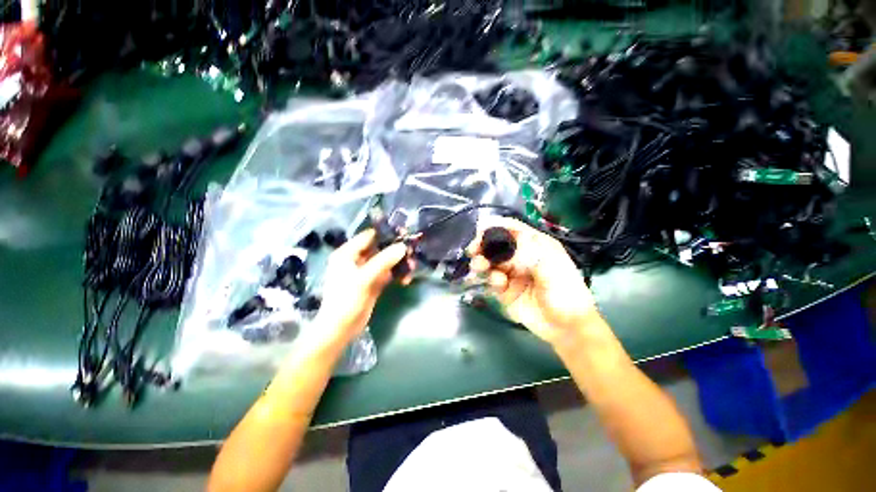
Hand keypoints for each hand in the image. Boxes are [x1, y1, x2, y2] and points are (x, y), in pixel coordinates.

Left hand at [314, 229, 411, 345]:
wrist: (340, 329)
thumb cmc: (346, 300)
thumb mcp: (363, 279)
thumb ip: (383, 261)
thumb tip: (403, 247)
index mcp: (348, 254)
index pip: (369, 236)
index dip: (386, 233)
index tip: (405, 233)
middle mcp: (357, 259)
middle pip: (380, 248)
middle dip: (396, 250)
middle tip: (412, 251)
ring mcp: (366, 271)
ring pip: (387, 261)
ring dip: (399, 263)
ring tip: (412, 268)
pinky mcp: (374, 282)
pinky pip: (388, 273)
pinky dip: (397, 275)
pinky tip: (406, 280)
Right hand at [468, 216, 601, 346]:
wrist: (566, 328)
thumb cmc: (566, 293)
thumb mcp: (552, 269)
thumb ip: (529, 254)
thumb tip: (505, 247)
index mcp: (536, 245)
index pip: (513, 229)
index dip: (496, 227)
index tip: (480, 230)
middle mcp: (521, 257)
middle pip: (497, 245)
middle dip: (483, 246)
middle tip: (473, 250)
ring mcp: (512, 273)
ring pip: (491, 262)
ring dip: (482, 262)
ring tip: (480, 266)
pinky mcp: (505, 290)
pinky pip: (491, 280)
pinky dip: (491, 279)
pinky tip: (498, 284)